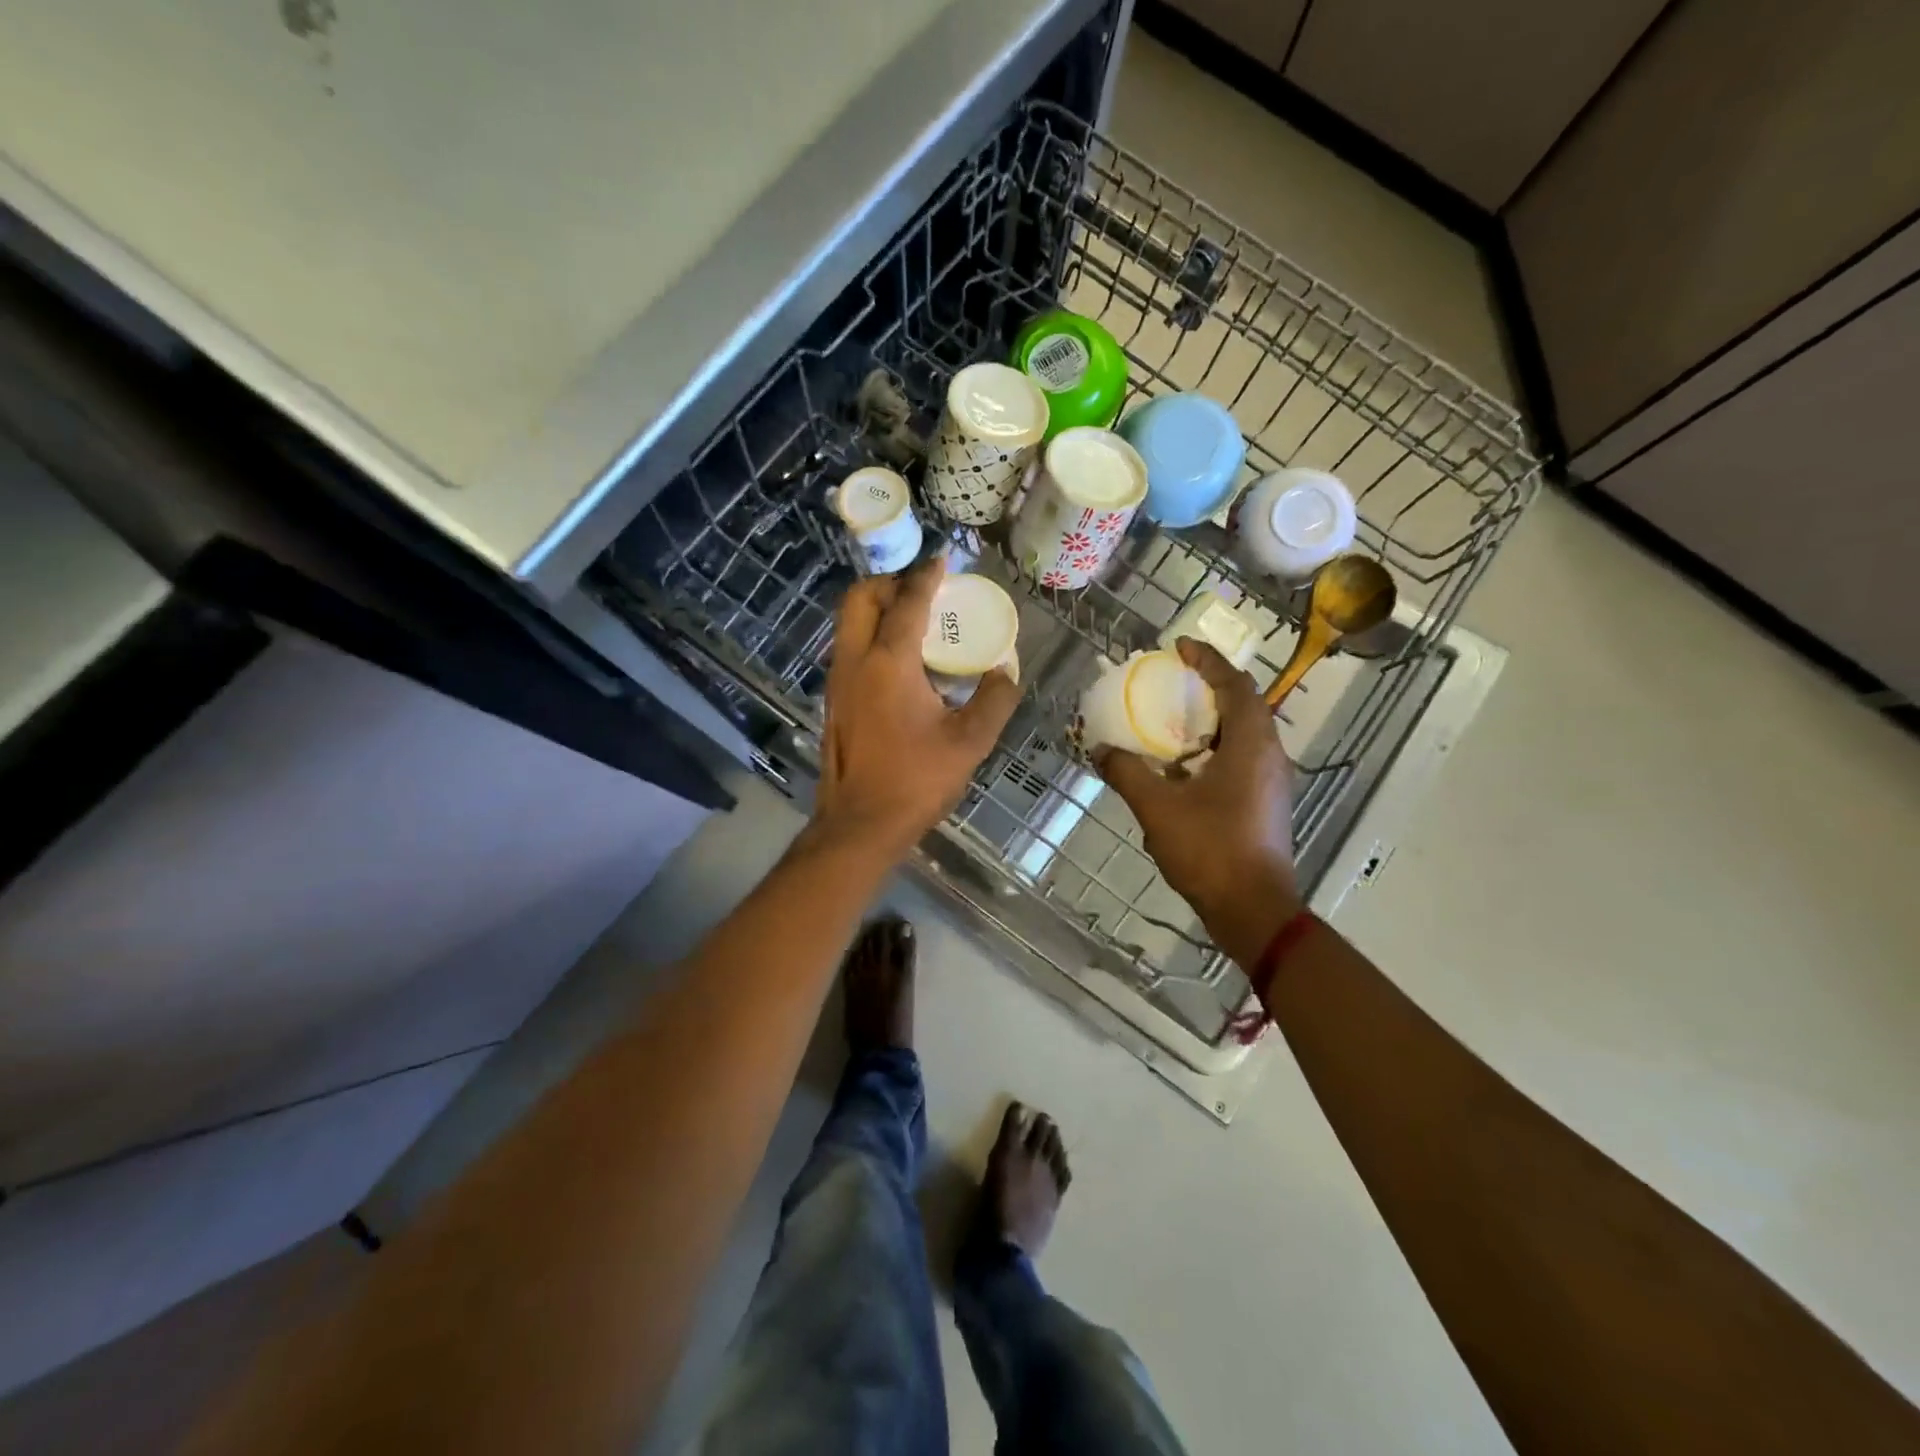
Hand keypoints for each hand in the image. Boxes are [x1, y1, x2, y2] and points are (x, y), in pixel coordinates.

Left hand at [814, 558, 1020, 858]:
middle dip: (889, 583)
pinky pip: (849, 650)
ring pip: (848, 624)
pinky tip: (901, 666)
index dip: (926, 576)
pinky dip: (871, 638)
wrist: (860, 825)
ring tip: (915, 625)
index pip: (907, 603)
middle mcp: (854, 661)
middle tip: (921, 592)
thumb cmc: (916, 781)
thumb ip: (994, 700)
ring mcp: (837, 682)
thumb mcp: (970, 742)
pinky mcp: (833, 702)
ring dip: (877, 611)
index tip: (942, 560)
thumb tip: (1005, 672)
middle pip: (860, 598)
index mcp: (888, 663)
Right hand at [1094, 638, 1301, 966]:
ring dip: (1212, 719)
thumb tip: (1100, 750)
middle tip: (1173, 679)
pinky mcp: (1266, 803)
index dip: (1208, 660)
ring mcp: (1272, 781)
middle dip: (1210, 686)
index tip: (1180, 647)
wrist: (1252, 908)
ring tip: (1174, 716)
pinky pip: (1241, 758)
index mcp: (1251, 744)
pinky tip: (1183, 765)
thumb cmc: (1210, 850)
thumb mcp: (1157, 808)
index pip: (1235, 684)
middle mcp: (1269, 754)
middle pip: (1244, 704)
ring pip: (1244, 733)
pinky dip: (1214, 747)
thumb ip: (1127, 773)